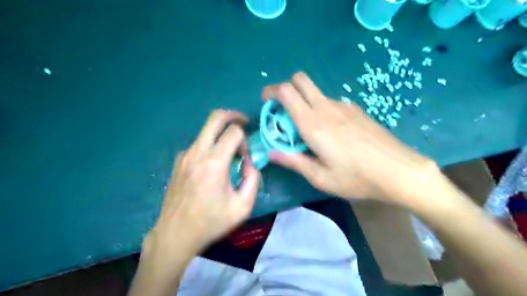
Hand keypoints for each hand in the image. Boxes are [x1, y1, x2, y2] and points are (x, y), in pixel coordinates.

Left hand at [146, 110, 260, 260]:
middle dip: (233, 116)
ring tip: (230, 153)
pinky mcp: (179, 161)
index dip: (245, 139)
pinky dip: (211, 145)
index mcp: (214, 163)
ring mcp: (185, 155)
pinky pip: (199, 144)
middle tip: (244, 123)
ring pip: (206, 130)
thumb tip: (248, 162)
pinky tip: (213, 166)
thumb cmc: (211, 222)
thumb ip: (252, 179)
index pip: (234, 131)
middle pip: (215, 117)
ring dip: (222, 133)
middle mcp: (197, 152)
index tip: (245, 156)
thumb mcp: (243, 206)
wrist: (176, 234)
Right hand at [262, 72, 436, 205]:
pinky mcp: (356, 110)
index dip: (271, 91)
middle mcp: (326, 108)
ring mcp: (344, 106)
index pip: (287, 92)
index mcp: (313, 124)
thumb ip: (293, 161)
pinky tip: (332, 132)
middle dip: (286, 88)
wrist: (399, 171)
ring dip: (305, 102)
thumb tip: (271, 153)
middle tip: (282, 110)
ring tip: (308, 129)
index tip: (265, 101)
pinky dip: (322, 109)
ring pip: (316, 92)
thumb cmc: (356, 177)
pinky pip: (331, 102)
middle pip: (300, 80)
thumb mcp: (320, 176)